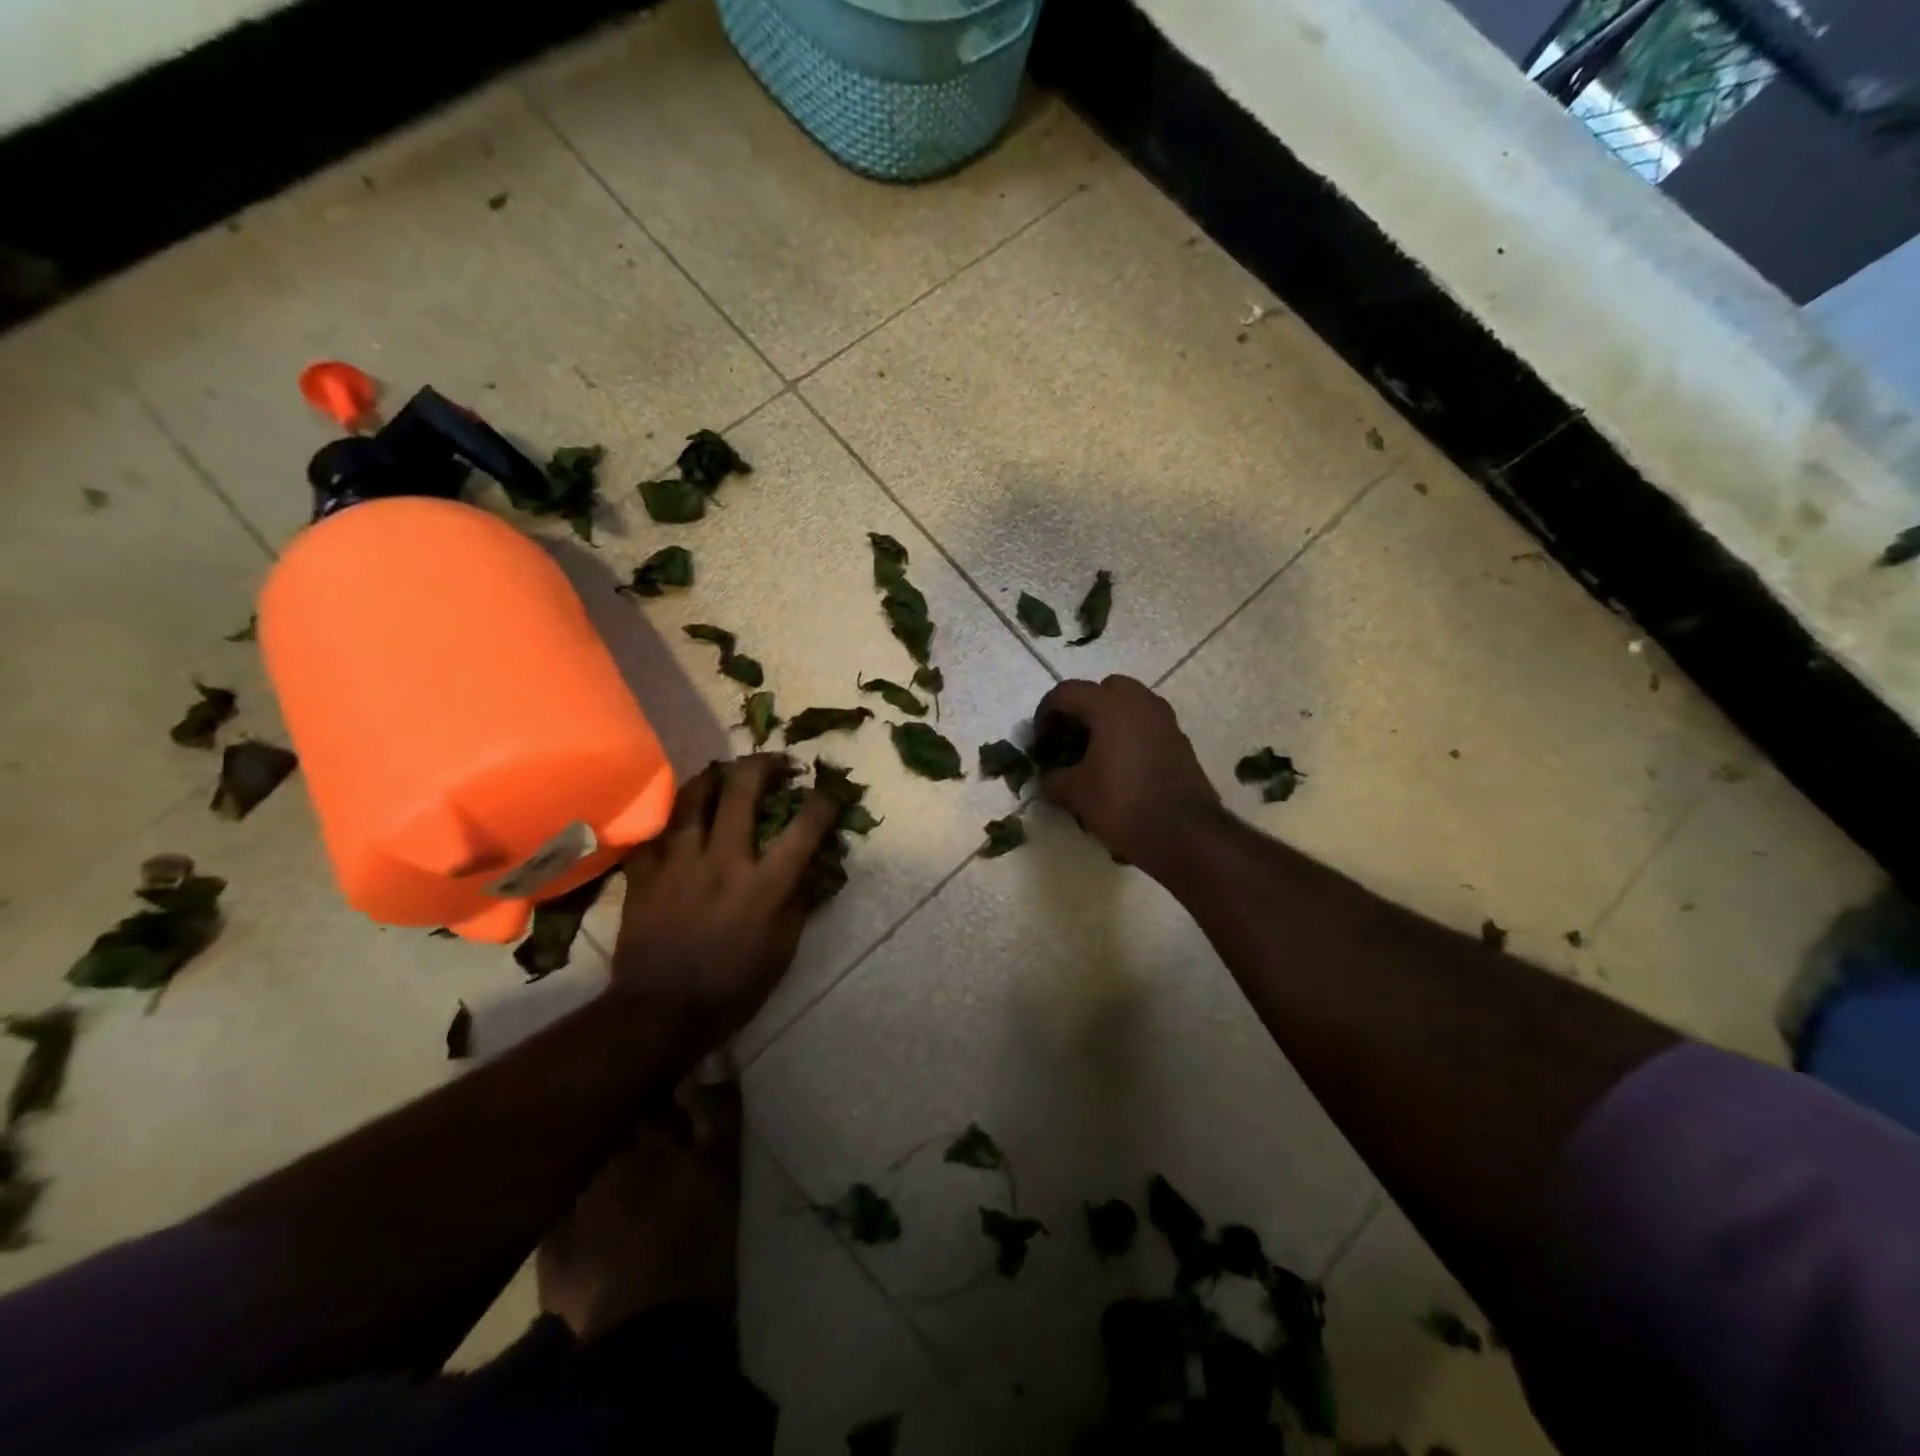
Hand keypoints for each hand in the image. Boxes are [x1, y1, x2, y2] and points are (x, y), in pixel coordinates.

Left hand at [611, 755, 838, 1044]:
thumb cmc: (732, 988)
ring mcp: (679, 863)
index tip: (830, 791)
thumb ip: (798, 901)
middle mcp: (723, 861)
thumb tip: (810, 865)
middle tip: (775, 763)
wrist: (659, 1013)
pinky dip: (671, 818)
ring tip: (724, 773)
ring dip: (713, 777)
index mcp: (765, 884)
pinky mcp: (645, 873)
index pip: (804, 828)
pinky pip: (656, 831)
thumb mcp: (783, 951)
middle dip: (763, 765)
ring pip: (692, 798)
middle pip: (742, 790)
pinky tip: (679, 816)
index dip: (823, 801)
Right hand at [1034, 676, 1219, 871]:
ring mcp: (1165, 721)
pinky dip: (1129, 735)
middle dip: (1083, 708)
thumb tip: (1049, 778)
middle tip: (1070, 737)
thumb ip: (1053, 779)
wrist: (1183, 833)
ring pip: (1130, 705)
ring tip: (1094, 752)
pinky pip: (1147, 725)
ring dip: (1109, 720)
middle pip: (1104, 689)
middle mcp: (1140, 703)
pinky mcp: (1180, 742)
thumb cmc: (1122, 803)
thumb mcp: (1075, 794)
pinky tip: (1119, 766)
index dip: (1046, 712)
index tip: (1040, 740)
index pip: (1067, 692)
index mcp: (1110, 706)